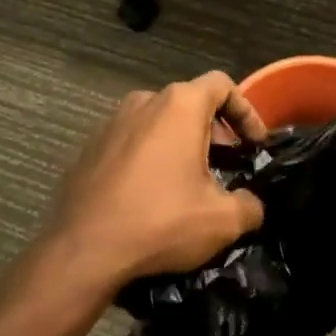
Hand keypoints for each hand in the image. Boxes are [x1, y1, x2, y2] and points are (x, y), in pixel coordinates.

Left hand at [46, 72, 266, 288]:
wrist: (81, 251)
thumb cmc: (159, 221)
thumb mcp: (220, 221)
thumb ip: (248, 206)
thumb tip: (252, 205)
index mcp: (179, 105)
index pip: (222, 85)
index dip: (246, 110)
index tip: (254, 144)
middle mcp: (145, 100)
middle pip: (190, 102)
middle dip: (214, 130)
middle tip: (227, 164)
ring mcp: (112, 121)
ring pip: (159, 121)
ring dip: (180, 143)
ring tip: (190, 181)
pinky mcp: (91, 146)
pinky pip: (132, 141)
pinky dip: (150, 157)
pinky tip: (152, 194)